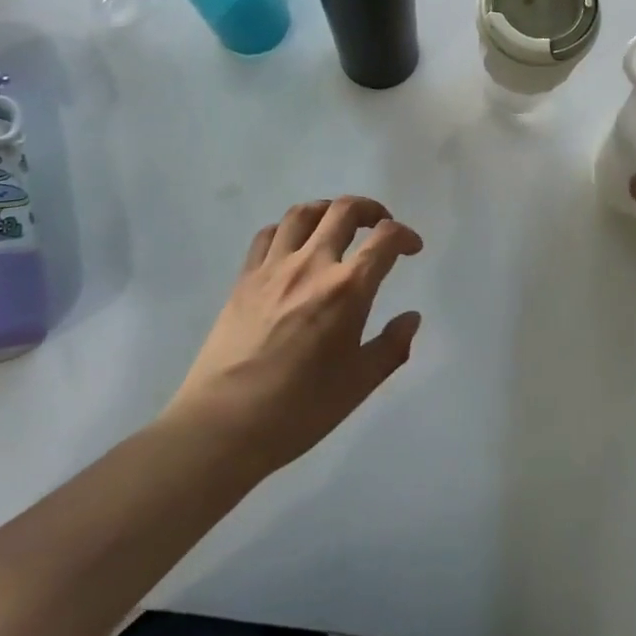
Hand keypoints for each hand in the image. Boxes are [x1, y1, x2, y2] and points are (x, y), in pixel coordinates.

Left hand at [164, 196, 423, 474]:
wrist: (222, 425)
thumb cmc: (299, 409)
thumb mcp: (359, 384)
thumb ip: (392, 347)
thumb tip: (411, 318)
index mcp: (347, 289)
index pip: (385, 239)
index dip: (405, 236)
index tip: (412, 248)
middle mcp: (312, 264)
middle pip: (344, 210)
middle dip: (370, 209)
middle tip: (379, 224)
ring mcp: (274, 268)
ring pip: (303, 213)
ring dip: (328, 210)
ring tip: (337, 225)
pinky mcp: (245, 278)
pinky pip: (269, 234)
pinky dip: (289, 229)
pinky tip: (294, 246)